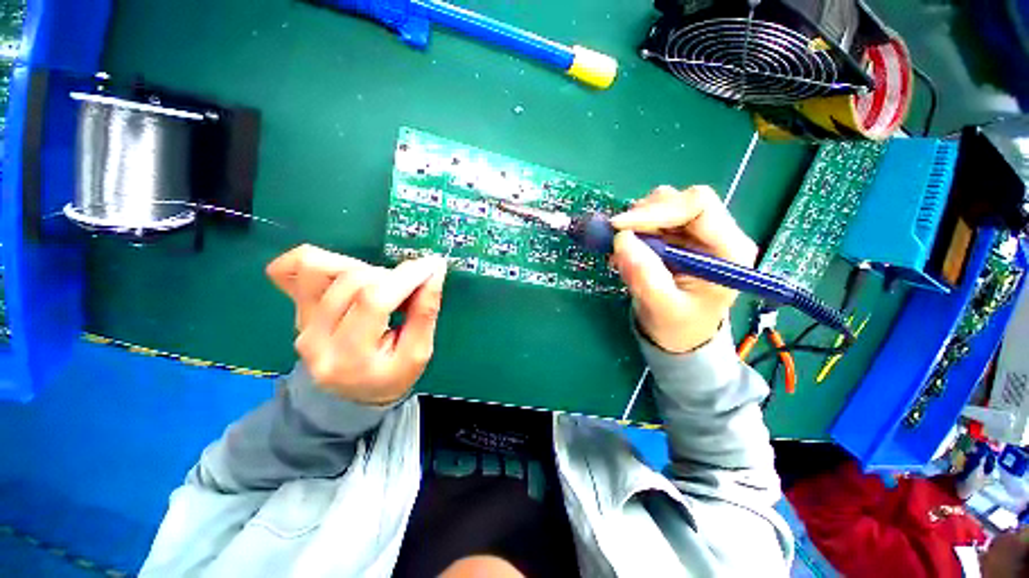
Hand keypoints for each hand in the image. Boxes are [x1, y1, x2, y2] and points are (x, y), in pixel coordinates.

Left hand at [266, 245, 447, 404]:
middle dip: (392, 275)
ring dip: (362, 267)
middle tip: (410, 288)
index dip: (406, 277)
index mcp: (351, 358)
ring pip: (321, 267)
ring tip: (380, 284)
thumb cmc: (392, 377)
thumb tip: (434, 271)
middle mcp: (316, 339)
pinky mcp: (294, 310)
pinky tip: (343, 269)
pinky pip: (290, 269)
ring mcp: (299, 323)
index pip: (374, 301)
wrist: (351, 396)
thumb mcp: (419, 353)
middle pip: (351, 281)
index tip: (432, 265)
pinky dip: (319, 259)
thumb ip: (426, 311)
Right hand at [609, 185, 757, 352]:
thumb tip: (621, 239)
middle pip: (678, 201)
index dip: (656, 210)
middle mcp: (715, 233)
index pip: (698, 205)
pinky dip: (633, 231)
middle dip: (643, 217)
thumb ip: (645, 277)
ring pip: (662, 205)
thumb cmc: (679, 326)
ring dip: (636, 224)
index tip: (620, 228)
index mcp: (728, 249)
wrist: (680, 334)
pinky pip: (651, 220)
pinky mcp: (676, 236)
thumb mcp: (662, 308)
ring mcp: (694, 233)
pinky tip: (626, 252)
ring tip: (622, 251)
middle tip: (617, 239)